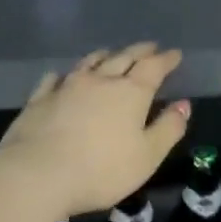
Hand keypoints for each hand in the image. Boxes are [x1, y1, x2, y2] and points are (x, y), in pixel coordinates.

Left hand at [0, 42, 190, 218]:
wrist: (37, 174)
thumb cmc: (101, 170)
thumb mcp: (147, 156)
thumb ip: (168, 129)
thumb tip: (183, 105)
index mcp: (131, 93)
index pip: (153, 67)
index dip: (166, 60)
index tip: (175, 54)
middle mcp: (100, 81)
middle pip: (123, 58)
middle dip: (140, 51)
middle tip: (150, 47)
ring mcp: (66, 87)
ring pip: (89, 63)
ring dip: (104, 56)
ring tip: (111, 53)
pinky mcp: (39, 99)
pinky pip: (54, 79)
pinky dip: (64, 75)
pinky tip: (61, 76)